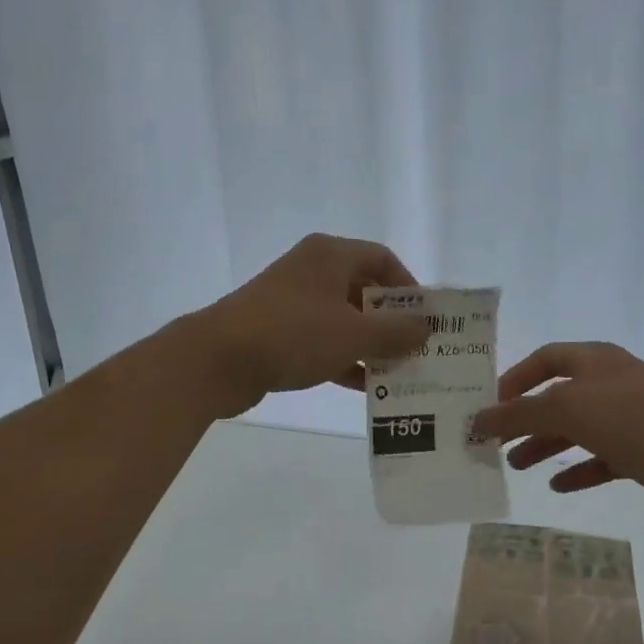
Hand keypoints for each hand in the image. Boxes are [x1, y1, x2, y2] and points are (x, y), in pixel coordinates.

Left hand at [189, 234, 428, 416]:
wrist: (217, 360)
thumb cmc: (293, 334)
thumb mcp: (353, 334)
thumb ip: (396, 331)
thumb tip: (426, 328)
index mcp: (330, 255)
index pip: (382, 259)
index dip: (409, 287)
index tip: (425, 319)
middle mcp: (312, 271)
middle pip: (364, 290)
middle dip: (392, 322)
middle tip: (417, 349)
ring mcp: (292, 302)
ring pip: (344, 320)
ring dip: (371, 345)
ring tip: (399, 372)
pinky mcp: (279, 332)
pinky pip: (323, 341)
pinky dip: (345, 359)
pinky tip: (366, 387)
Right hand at [473, 342, 643, 515]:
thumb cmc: (636, 418)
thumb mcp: (569, 408)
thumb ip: (520, 414)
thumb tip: (479, 420)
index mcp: (595, 363)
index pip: (545, 359)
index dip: (515, 379)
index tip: (489, 404)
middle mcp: (611, 385)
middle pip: (558, 397)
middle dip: (525, 418)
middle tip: (494, 442)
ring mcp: (630, 420)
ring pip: (578, 430)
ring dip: (545, 445)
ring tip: (515, 466)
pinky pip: (602, 460)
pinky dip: (579, 470)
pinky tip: (558, 486)